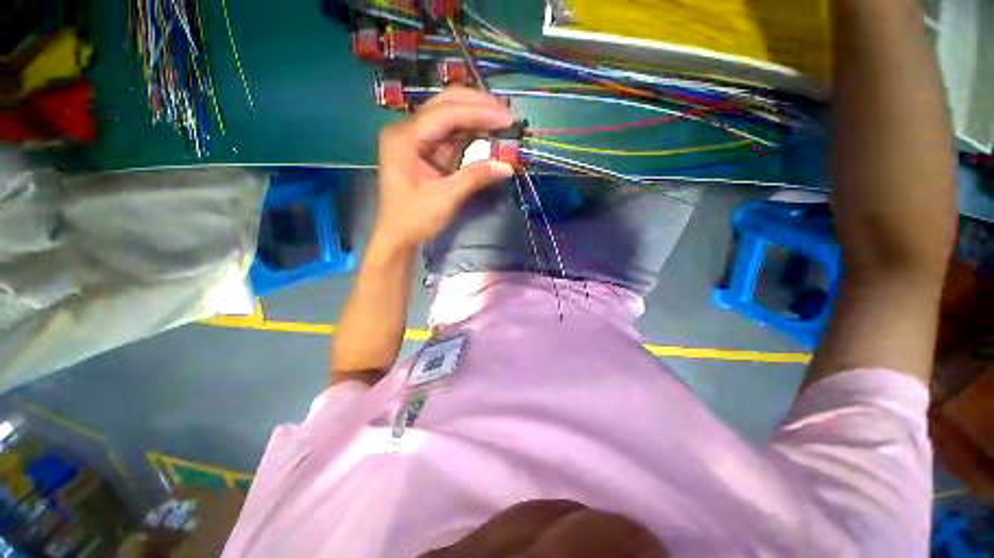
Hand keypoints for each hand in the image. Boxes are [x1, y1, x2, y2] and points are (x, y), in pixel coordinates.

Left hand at [373, 87, 516, 251]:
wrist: (398, 236)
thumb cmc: (415, 219)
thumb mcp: (446, 199)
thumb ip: (475, 177)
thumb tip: (507, 166)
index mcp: (405, 137)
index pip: (447, 114)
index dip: (480, 113)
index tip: (509, 119)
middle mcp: (408, 129)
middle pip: (447, 104)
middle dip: (480, 107)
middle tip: (509, 115)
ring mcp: (418, 138)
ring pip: (452, 116)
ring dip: (478, 118)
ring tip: (505, 122)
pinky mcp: (427, 149)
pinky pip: (452, 134)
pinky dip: (472, 133)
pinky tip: (490, 134)